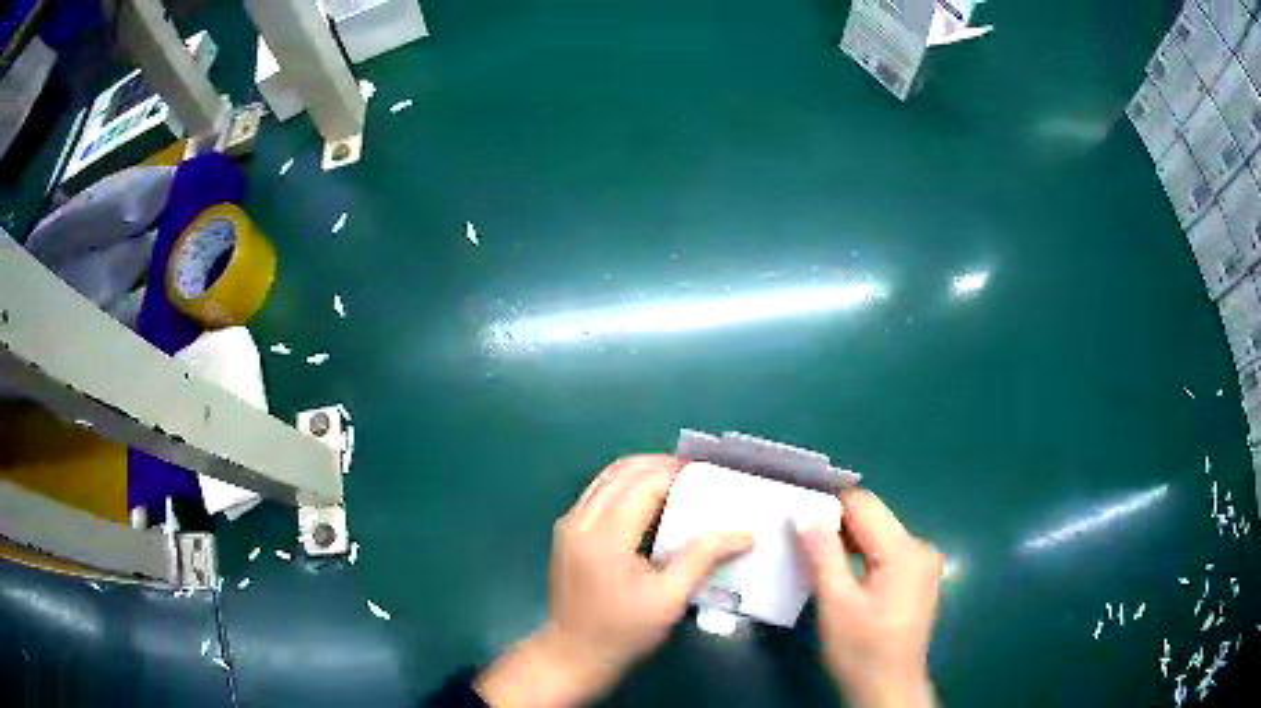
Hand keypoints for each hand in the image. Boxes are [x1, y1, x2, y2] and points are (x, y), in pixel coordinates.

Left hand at [475, 455, 752, 707]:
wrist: (572, 655)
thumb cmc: (622, 632)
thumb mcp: (669, 600)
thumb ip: (702, 558)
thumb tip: (743, 533)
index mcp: (604, 536)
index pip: (644, 484)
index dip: (678, 474)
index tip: (711, 476)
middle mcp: (580, 520)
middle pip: (623, 472)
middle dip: (662, 466)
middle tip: (699, 475)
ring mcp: (569, 524)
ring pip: (607, 477)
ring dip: (642, 472)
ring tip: (679, 483)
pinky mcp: (566, 533)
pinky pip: (598, 493)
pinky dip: (626, 487)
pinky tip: (651, 502)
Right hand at [797, 489, 942, 707]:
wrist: (887, 689)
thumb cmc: (860, 650)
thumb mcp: (835, 602)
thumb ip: (822, 553)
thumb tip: (805, 511)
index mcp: (905, 550)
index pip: (864, 505)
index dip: (828, 502)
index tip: (794, 508)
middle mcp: (920, 548)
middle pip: (873, 519)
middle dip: (835, 523)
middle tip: (795, 533)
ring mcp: (923, 564)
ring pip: (878, 536)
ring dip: (846, 540)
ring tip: (809, 550)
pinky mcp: (918, 579)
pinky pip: (885, 553)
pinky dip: (860, 555)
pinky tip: (837, 569)